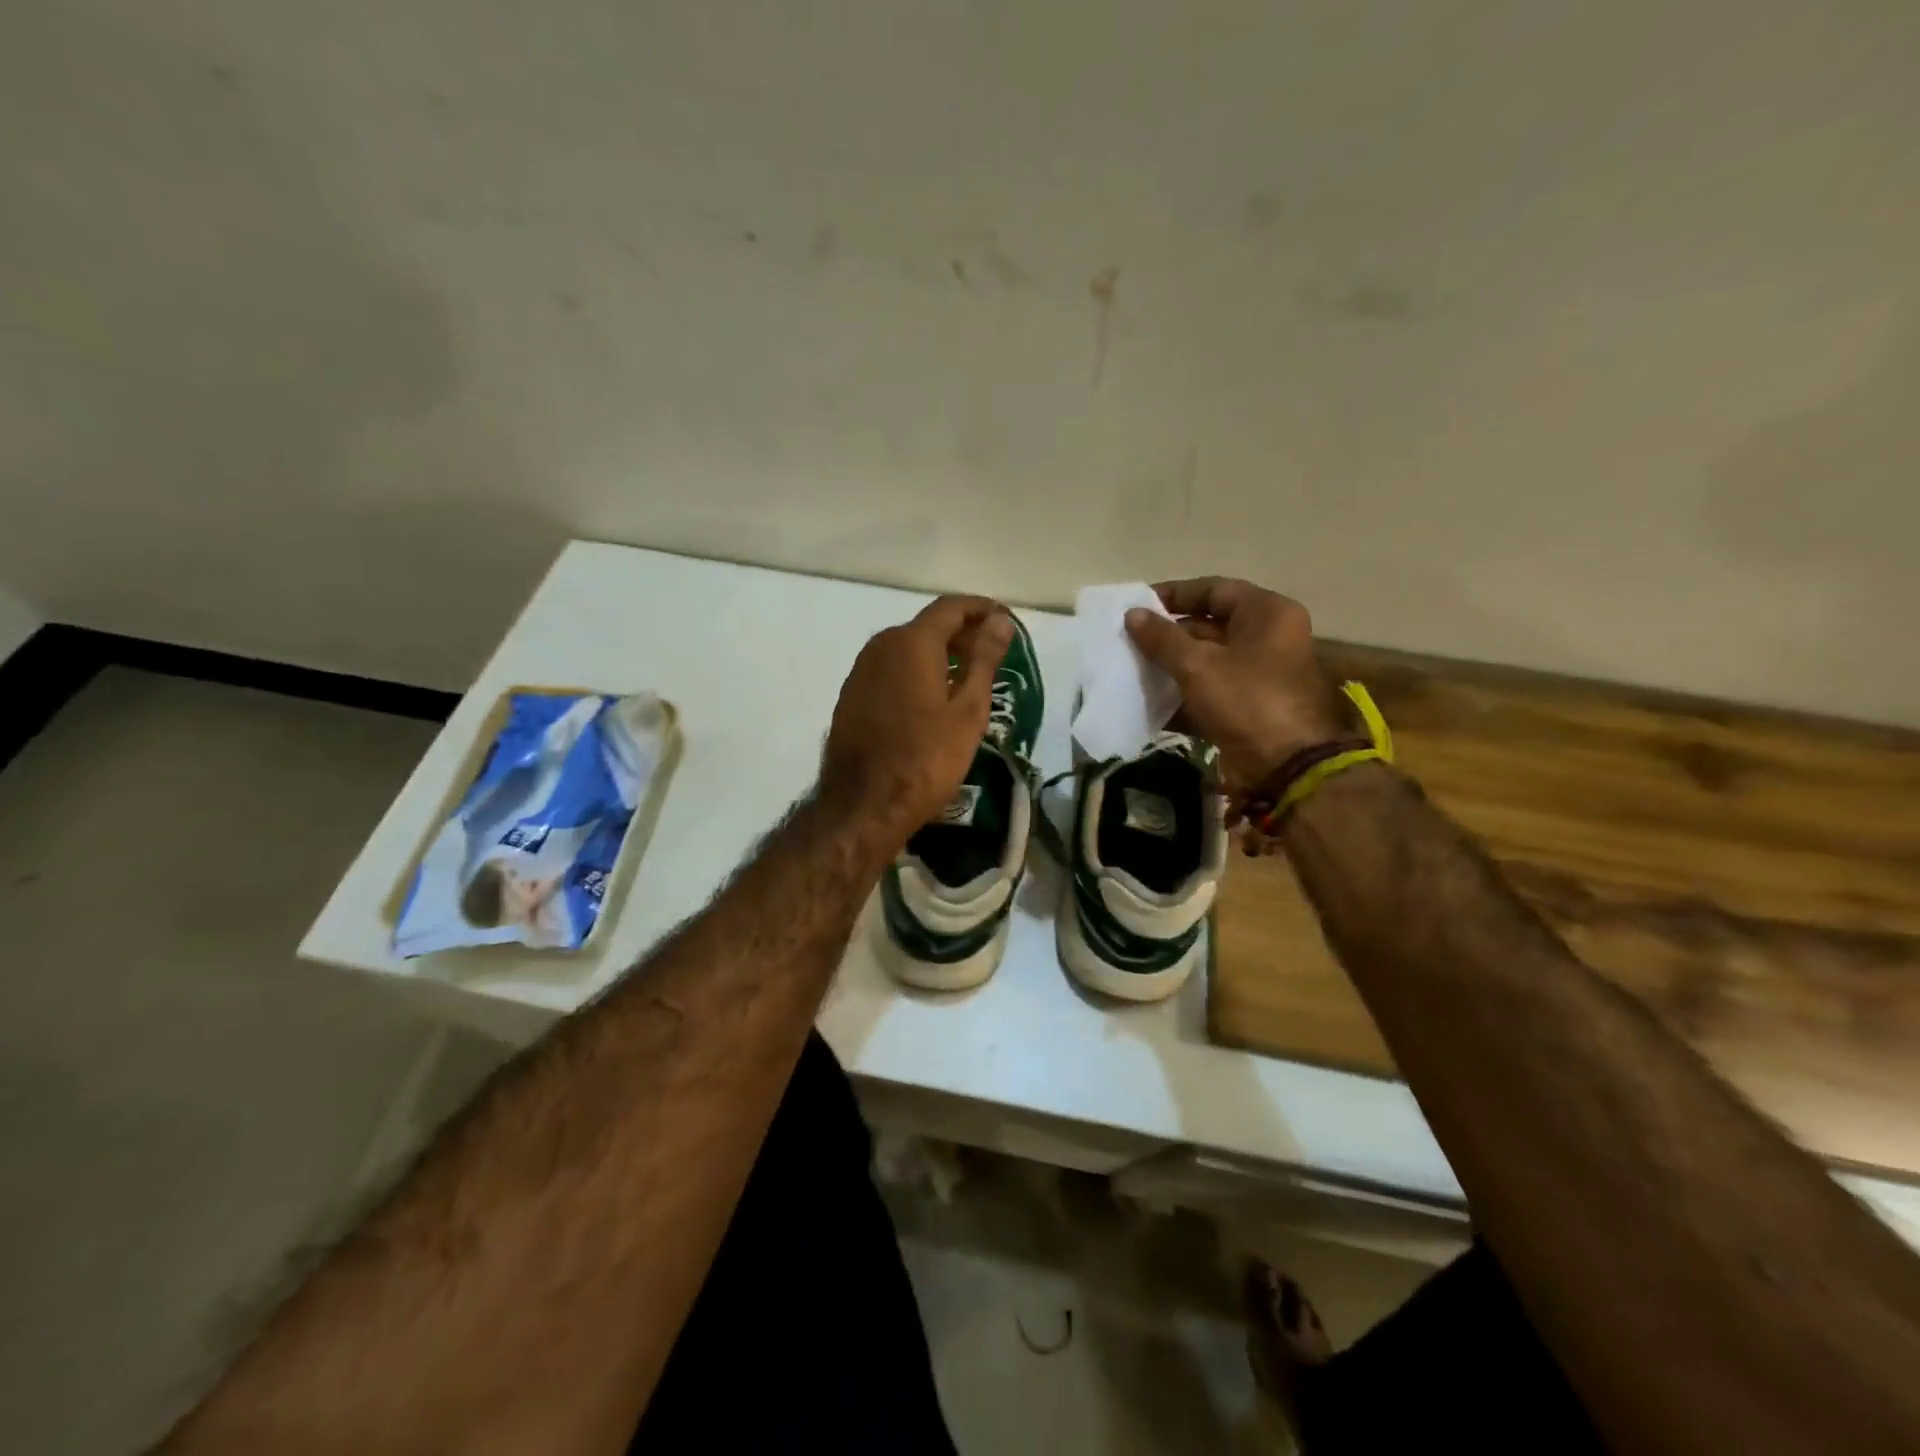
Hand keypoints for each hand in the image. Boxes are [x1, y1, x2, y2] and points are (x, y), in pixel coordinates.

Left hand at [820, 594, 1012, 843]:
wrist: (864, 806)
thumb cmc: (926, 759)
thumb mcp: (968, 710)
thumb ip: (984, 659)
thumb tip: (999, 621)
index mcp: (912, 643)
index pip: (951, 607)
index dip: (981, 608)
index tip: (1005, 620)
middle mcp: (881, 646)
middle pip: (927, 626)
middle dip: (962, 633)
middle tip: (993, 653)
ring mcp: (861, 672)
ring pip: (907, 648)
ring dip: (939, 654)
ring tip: (968, 677)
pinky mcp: (852, 697)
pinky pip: (891, 670)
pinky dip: (916, 672)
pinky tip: (933, 698)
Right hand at [1125, 577, 1348, 795]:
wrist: (1286, 766)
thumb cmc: (1247, 700)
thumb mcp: (1198, 665)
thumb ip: (1162, 638)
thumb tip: (1132, 614)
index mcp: (1267, 613)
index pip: (1213, 590)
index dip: (1174, 594)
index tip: (1137, 605)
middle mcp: (1268, 638)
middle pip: (1209, 626)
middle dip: (1167, 635)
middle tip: (1128, 641)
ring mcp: (1259, 674)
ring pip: (1207, 661)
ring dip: (1171, 666)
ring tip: (1131, 669)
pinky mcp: (1248, 706)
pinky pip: (1210, 691)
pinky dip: (1182, 695)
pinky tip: (1148, 702)